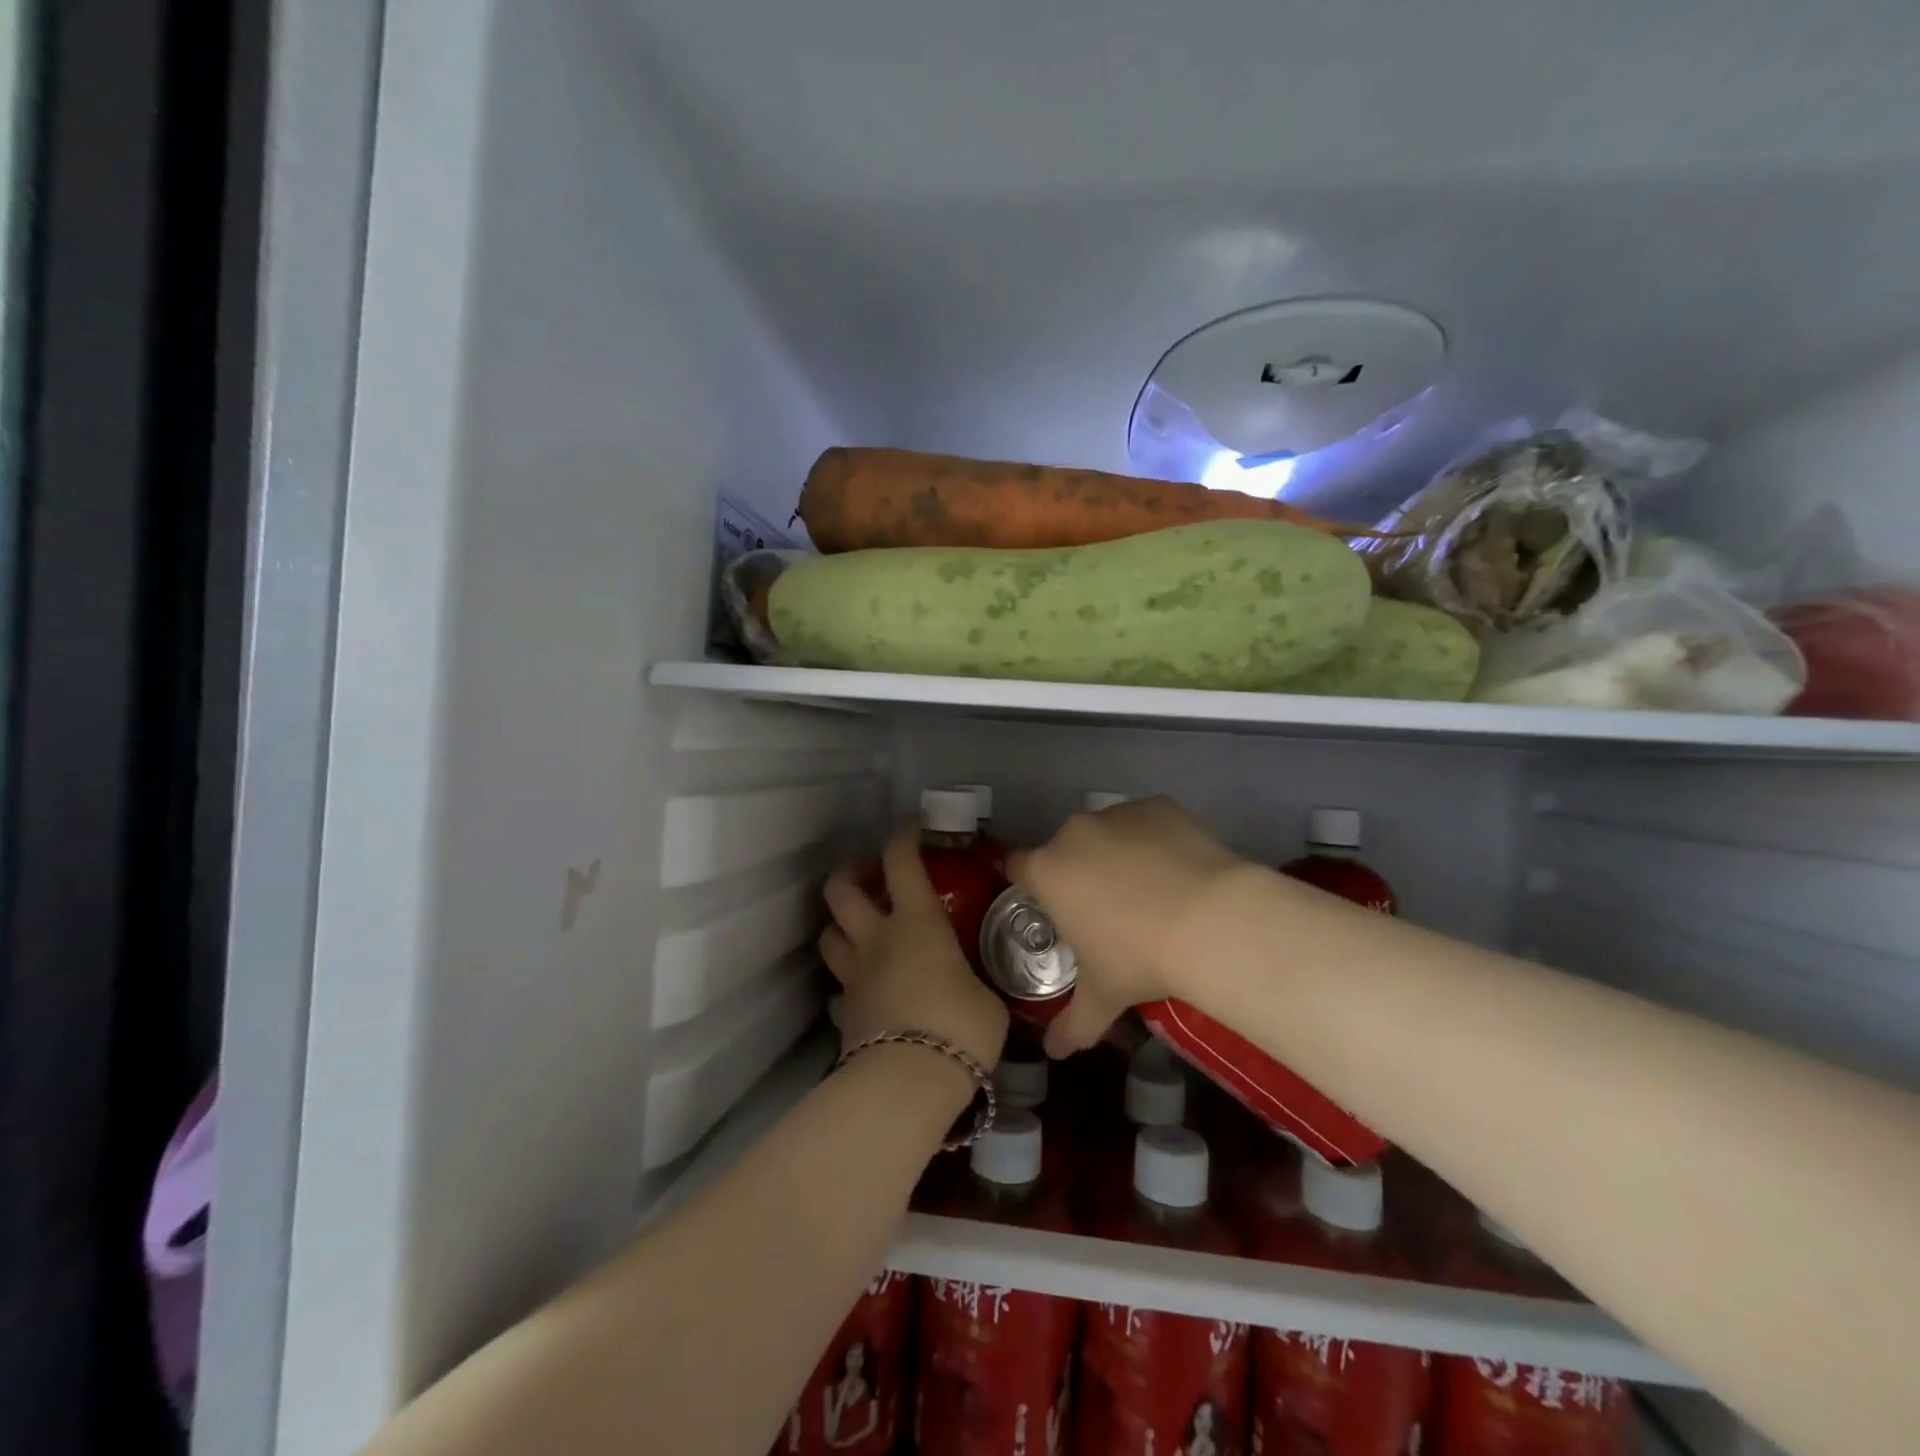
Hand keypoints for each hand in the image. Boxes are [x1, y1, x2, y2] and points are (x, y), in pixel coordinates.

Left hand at [820, 826, 1008, 1072]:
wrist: (909, 1082)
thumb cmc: (959, 1027)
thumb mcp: (988, 999)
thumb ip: (978, 983)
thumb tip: (981, 991)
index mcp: (916, 923)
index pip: (901, 860)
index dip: (905, 835)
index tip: (915, 827)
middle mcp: (877, 939)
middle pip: (841, 889)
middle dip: (850, 871)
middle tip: (868, 875)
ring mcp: (853, 976)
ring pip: (828, 935)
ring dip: (840, 925)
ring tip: (860, 930)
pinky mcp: (843, 1015)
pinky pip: (837, 991)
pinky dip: (847, 985)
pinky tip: (863, 992)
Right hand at [1007, 797, 1246, 1057]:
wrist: (1211, 919)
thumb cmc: (1140, 959)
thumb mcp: (1103, 997)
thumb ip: (1073, 1024)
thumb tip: (1054, 1054)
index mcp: (1048, 871)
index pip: (1017, 866)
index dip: (1031, 884)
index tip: (1051, 905)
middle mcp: (1074, 833)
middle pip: (1065, 849)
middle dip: (1080, 872)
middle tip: (1110, 910)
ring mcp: (1117, 814)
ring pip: (1107, 832)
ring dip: (1118, 854)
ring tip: (1153, 891)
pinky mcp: (1158, 805)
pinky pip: (1146, 821)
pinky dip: (1155, 839)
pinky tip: (1179, 870)